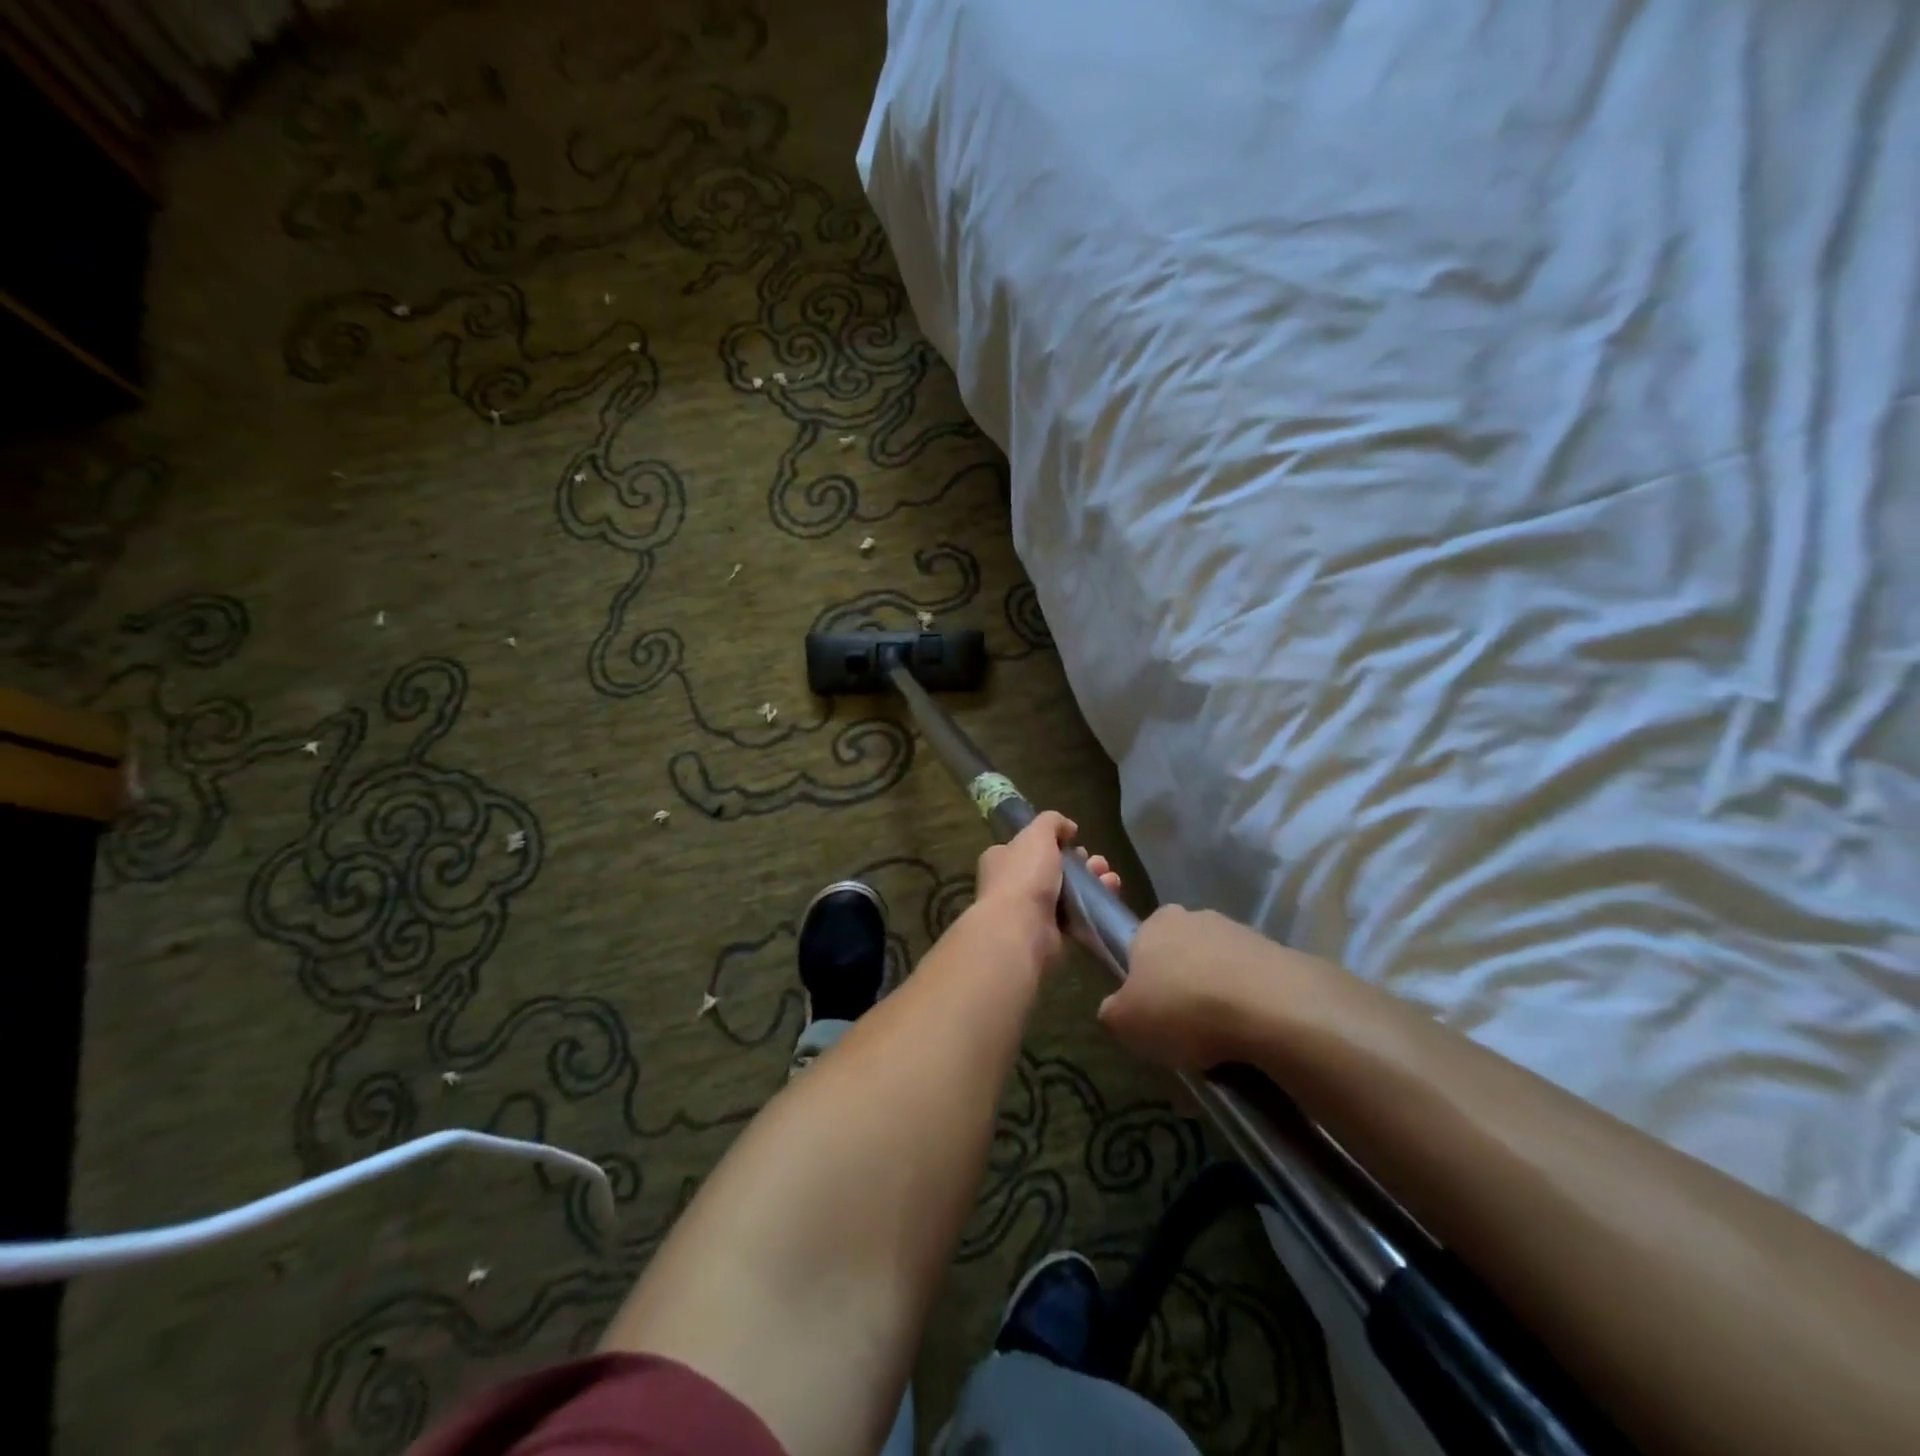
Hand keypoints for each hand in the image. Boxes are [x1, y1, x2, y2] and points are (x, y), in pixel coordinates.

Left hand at [973, 810, 1121, 968]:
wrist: (1023, 929)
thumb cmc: (1025, 875)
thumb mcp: (1037, 835)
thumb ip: (1052, 822)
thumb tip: (1068, 827)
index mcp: (1002, 859)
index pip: (1028, 846)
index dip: (1053, 841)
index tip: (1074, 840)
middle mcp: (1012, 883)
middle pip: (1052, 868)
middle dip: (1079, 863)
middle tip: (1097, 862)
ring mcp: (1030, 910)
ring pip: (1067, 891)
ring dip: (1091, 881)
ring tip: (1109, 878)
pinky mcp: (1049, 932)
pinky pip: (1074, 914)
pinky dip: (1092, 905)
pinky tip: (1109, 894)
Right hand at [1096, 905, 1272, 1069]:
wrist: (1269, 1009)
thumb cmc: (1182, 1008)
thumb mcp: (1125, 1023)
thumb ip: (1112, 1011)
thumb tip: (1115, 1009)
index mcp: (1154, 923)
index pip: (1139, 946)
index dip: (1143, 980)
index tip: (1150, 1012)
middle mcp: (1194, 916)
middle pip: (1180, 953)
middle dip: (1181, 984)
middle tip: (1183, 1027)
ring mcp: (1239, 931)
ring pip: (1218, 966)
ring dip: (1217, 994)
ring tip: (1222, 1039)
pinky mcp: (1277, 952)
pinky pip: (1253, 982)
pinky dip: (1249, 1004)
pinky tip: (1251, 1034)